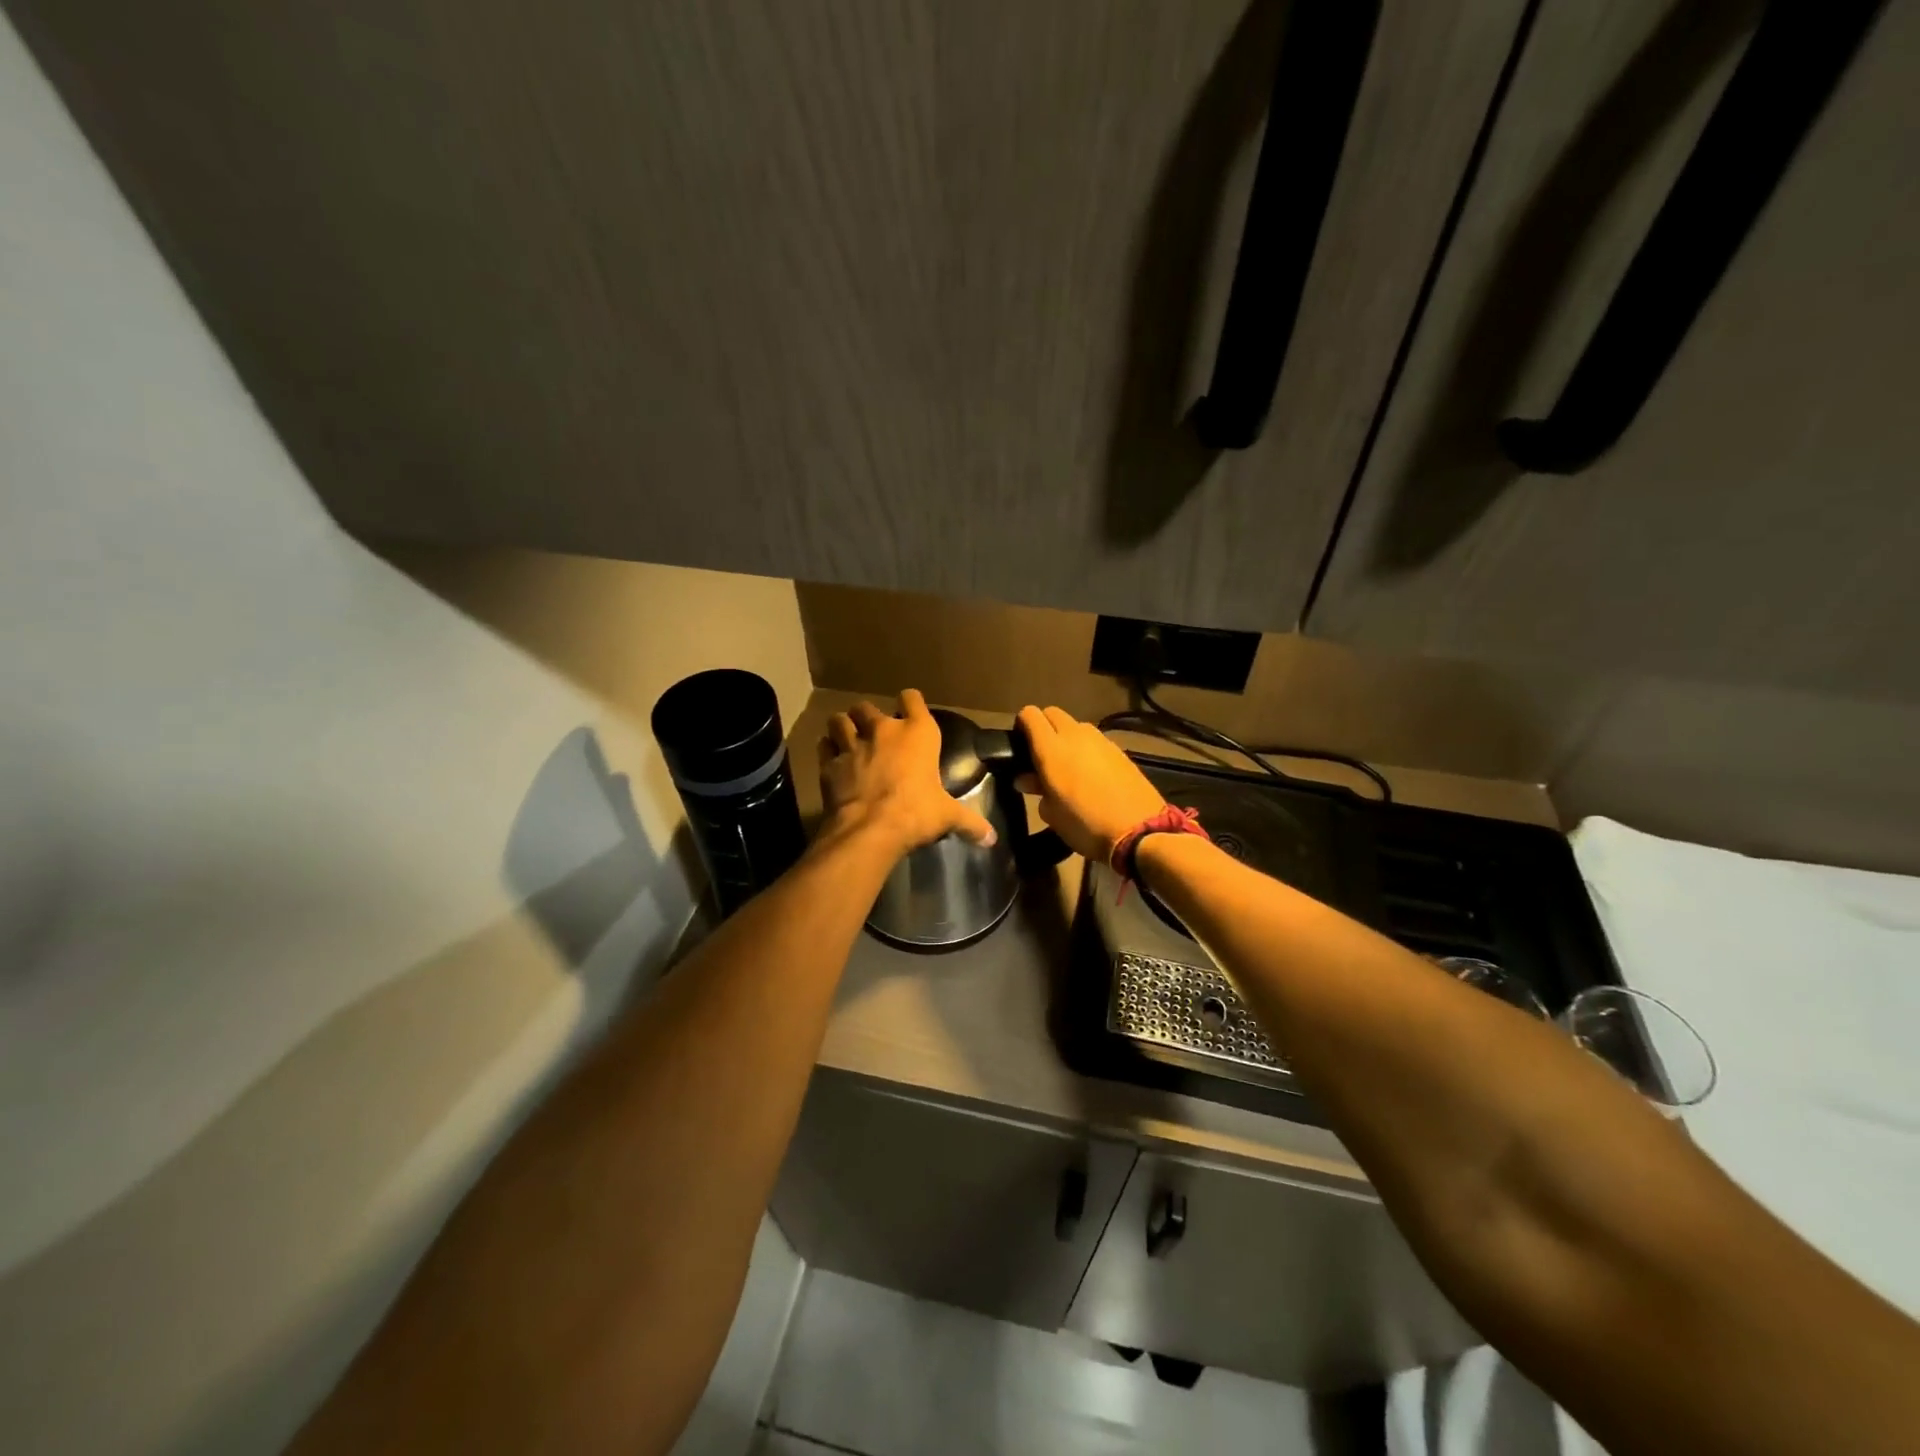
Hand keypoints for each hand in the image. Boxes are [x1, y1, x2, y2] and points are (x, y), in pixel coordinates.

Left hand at [818, 690, 996, 857]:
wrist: (870, 829)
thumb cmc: (916, 813)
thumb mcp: (947, 816)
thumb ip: (970, 823)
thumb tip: (992, 839)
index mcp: (918, 733)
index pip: (912, 698)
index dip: (910, 702)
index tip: (909, 710)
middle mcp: (883, 730)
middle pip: (868, 707)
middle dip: (868, 717)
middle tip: (873, 733)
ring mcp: (852, 744)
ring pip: (840, 720)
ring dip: (843, 727)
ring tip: (848, 739)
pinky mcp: (829, 763)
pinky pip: (824, 745)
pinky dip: (827, 750)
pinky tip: (832, 760)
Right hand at [1015, 705, 1166, 865]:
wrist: (1139, 831)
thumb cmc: (1085, 824)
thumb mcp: (1052, 814)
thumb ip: (1036, 789)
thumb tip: (1026, 779)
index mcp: (1051, 748)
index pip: (1030, 715)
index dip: (1022, 725)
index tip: (1020, 745)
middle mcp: (1075, 735)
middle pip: (1053, 714)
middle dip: (1044, 727)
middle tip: (1041, 755)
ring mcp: (1101, 740)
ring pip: (1076, 726)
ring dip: (1067, 738)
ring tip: (1068, 765)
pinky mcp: (1120, 750)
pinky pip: (1095, 740)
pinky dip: (1087, 749)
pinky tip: (1091, 774)